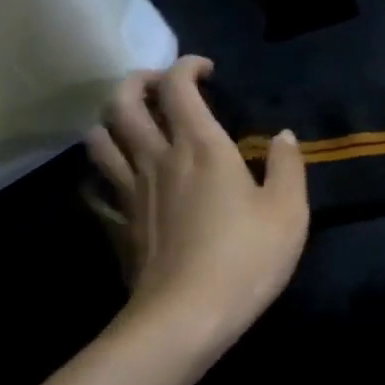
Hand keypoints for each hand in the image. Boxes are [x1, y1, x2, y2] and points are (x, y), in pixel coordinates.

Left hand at [86, 57, 308, 348]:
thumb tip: (283, 136)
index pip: (178, 87)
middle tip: (158, 85)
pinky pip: (95, 189)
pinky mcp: (117, 225)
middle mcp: (158, 159)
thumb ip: (288, 166)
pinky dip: (100, 174)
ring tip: (133, 125)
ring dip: (112, 121)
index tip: (206, 69)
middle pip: (123, 103)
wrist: (186, 318)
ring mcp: (130, 193)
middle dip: (137, 82)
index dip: (187, 66)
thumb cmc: (246, 258)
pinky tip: (115, 180)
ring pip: (99, 140)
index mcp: (201, 147)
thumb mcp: (289, 210)